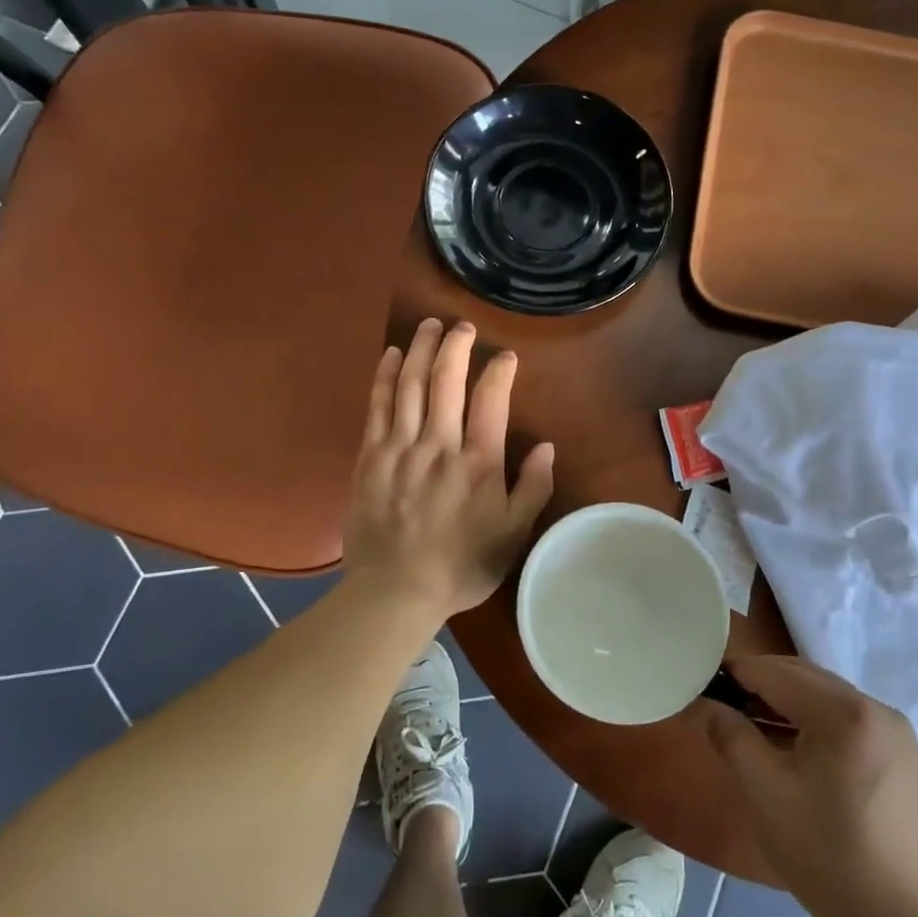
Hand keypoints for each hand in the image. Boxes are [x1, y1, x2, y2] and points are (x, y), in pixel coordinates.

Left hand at [341, 318, 554, 617]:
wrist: (395, 592)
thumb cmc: (461, 566)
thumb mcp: (512, 535)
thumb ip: (533, 488)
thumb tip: (547, 446)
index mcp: (479, 463)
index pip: (491, 400)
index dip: (499, 370)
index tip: (505, 356)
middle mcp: (439, 445)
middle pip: (447, 380)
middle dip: (456, 345)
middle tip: (462, 325)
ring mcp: (400, 448)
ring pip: (411, 385)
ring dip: (421, 349)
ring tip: (429, 325)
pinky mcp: (370, 457)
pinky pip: (378, 406)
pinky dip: (385, 376)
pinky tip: (392, 355)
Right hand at [699, 655, 917, 916]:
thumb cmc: (825, 856)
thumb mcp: (764, 793)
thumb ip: (730, 736)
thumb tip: (703, 703)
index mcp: (843, 712)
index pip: (773, 672)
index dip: (732, 674)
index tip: (701, 686)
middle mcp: (874, 706)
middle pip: (801, 675)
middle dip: (758, 683)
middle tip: (722, 707)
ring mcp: (894, 729)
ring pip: (824, 693)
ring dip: (785, 700)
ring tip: (751, 727)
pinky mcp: (902, 752)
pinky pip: (846, 714)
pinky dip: (813, 718)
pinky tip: (793, 746)